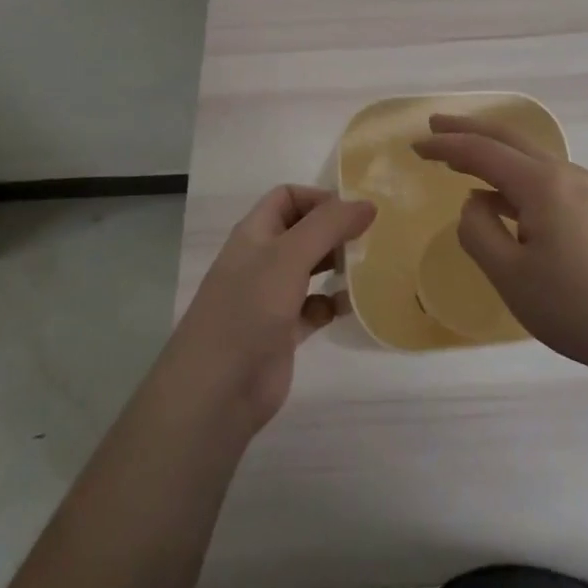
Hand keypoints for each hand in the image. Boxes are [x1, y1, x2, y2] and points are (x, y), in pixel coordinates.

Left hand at [166, 186, 375, 433]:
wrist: (217, 389)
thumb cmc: (249, 309)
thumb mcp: (289, 256)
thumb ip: (329, 225)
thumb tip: (368, 203)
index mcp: (255, 234)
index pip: (287, 197)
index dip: (319, 198)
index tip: (354, 212)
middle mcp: (262, 260)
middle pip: (302, 232)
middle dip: (334, 231)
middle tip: (371, 238)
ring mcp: (271, 298)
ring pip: (310, 269)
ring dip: (337, 265)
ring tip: (368, 267)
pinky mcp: (282, 333)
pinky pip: (314, 308)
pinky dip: (332, 304)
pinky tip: (350, 306)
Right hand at [414, 114, 587, 370]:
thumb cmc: (577, 306)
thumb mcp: (511, 276)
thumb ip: (479, 232)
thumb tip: (475, 203)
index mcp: (541, 183)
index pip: (482, 151)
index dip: (445, 145)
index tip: (415, 145)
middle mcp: (565, 174)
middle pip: (509, 138)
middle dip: (469, 129)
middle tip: (435, 124)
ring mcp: (587, 190)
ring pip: (530, 158)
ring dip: (493, 153)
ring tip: (462, 161)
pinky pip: (545, 178)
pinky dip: (514, 176)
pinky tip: (504, 198)